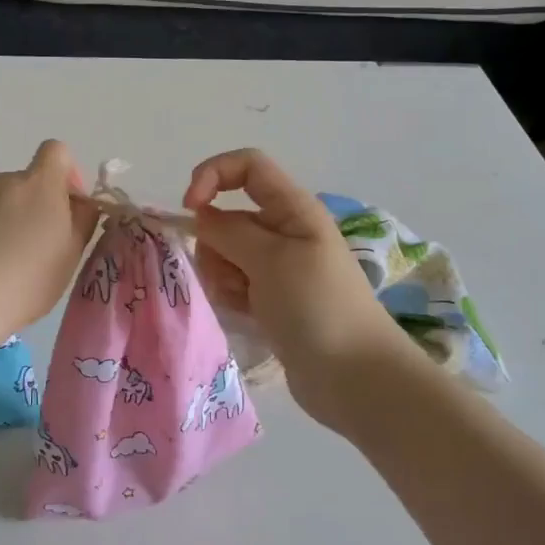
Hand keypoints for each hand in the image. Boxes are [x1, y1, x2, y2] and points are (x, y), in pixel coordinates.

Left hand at [0, 140, 99, 339]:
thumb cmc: (30, 278)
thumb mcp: (72, 253)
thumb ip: (83, 219)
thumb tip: (81, 203)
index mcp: (39, 184)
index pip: (56, 151)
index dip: (68, 172)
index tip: (69, 206)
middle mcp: (2, 183)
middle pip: (25, 183)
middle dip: (35, 206)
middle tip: (39, 248)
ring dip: (6, 222)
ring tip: (5, 265)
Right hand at [184, 149, 411, 428]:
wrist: (354, 377)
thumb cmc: (317, 307)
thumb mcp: (271, 259)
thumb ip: (229, 231)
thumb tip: (200, 216)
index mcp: (293, 209)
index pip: (247, 166)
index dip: (213, 175)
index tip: (190, 208)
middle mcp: (284, 231)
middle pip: (229, 215)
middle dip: (215, 241)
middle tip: (232, 274)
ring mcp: (277, 268)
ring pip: (225, 253)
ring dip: (221, 273)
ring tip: (241, 300)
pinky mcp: (270, 299)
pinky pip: (234, 283)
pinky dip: (230, 295)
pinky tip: (244, 314)